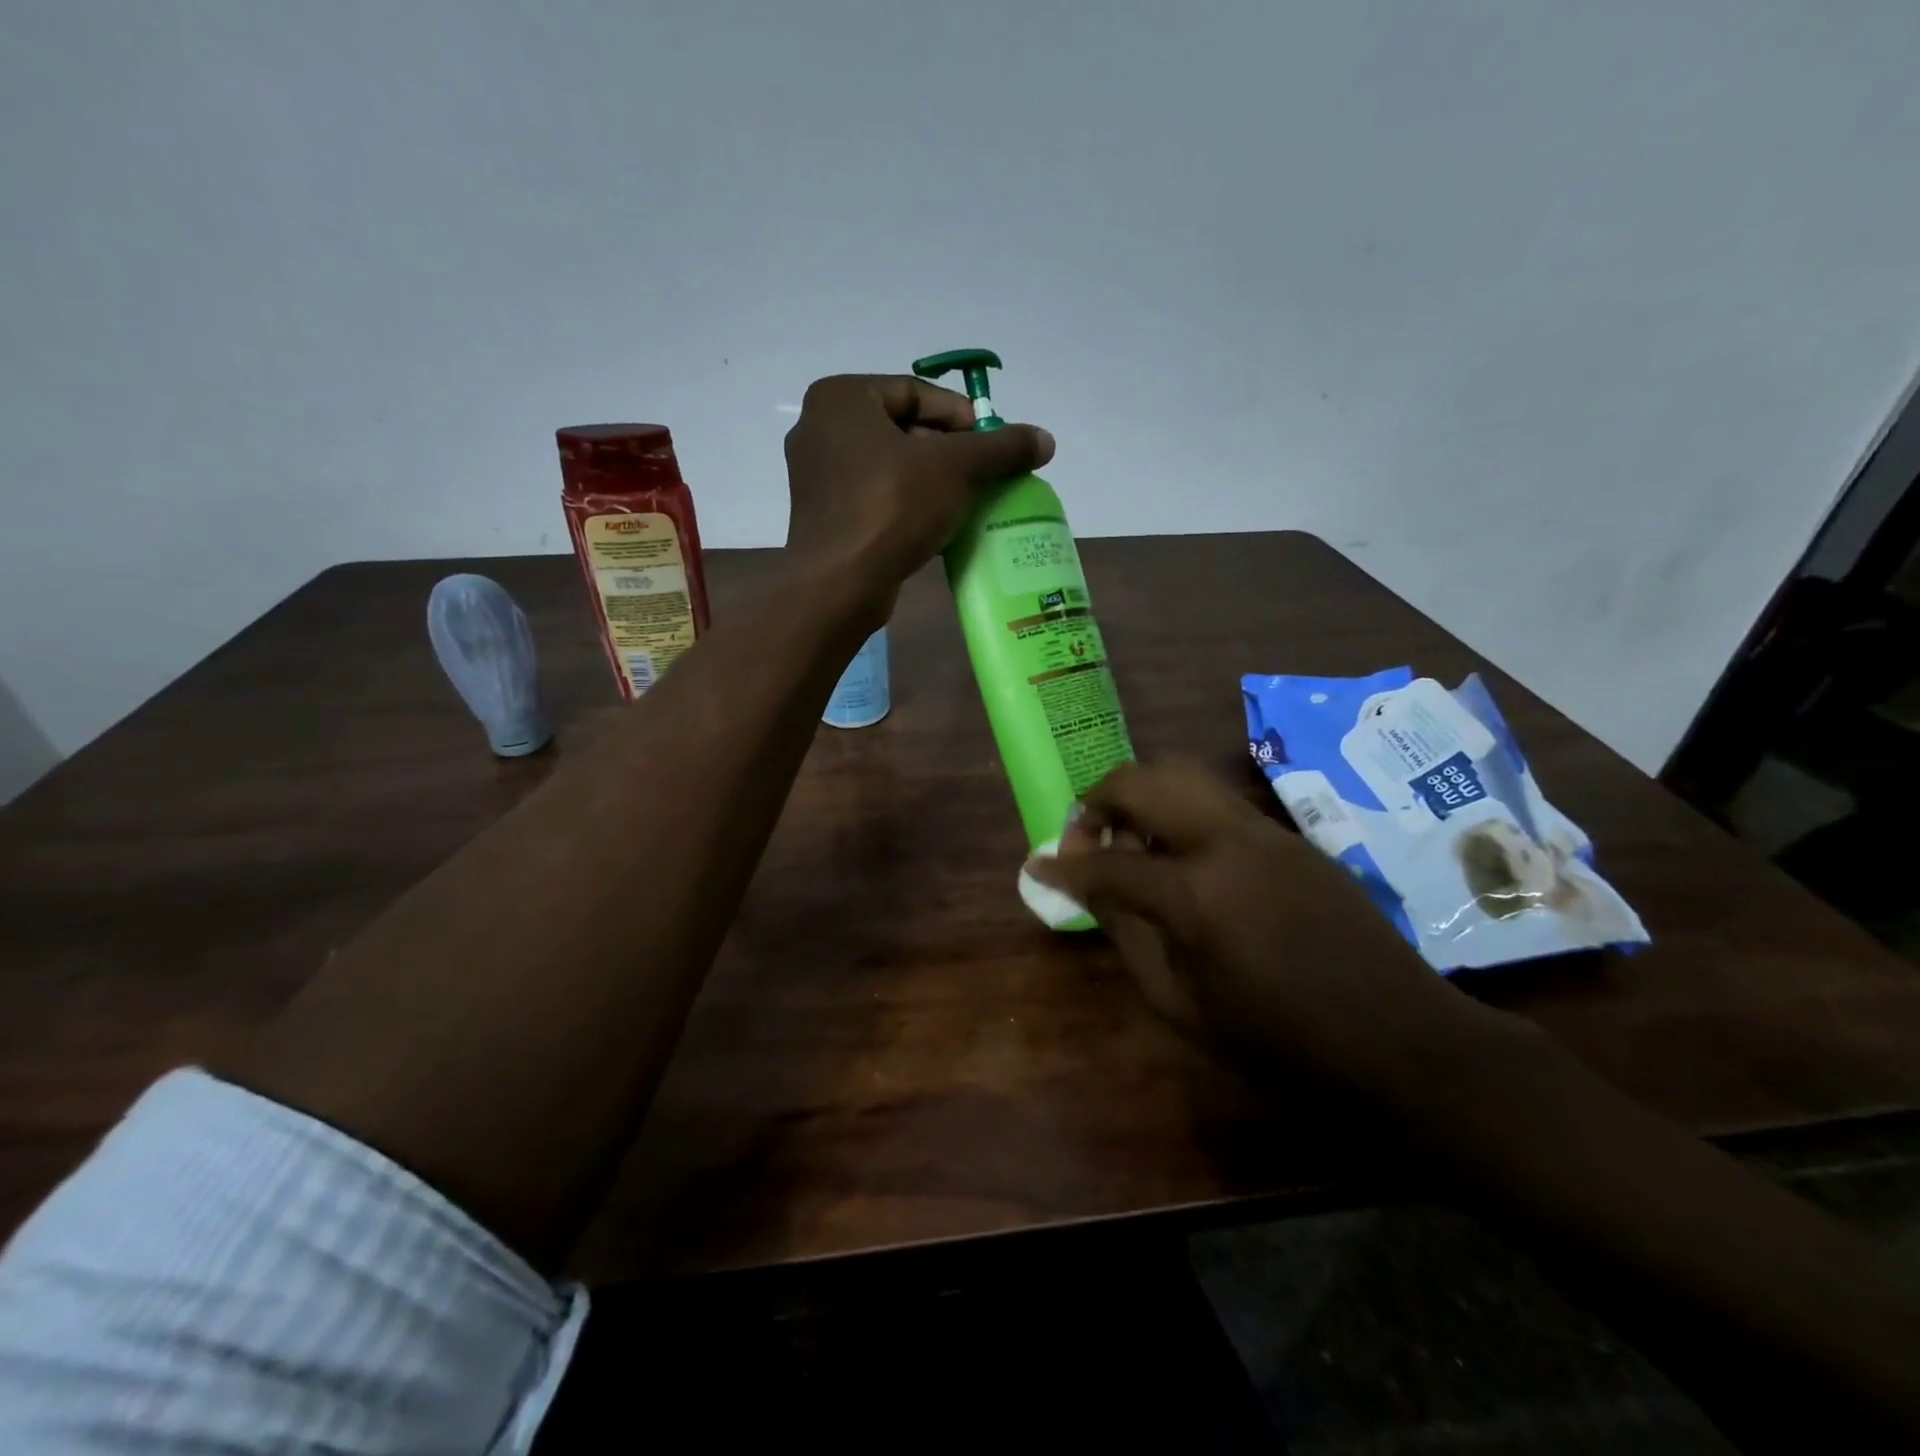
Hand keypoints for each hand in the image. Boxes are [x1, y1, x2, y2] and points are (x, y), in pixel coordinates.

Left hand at [782, 375, 1053, 605]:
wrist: (840, 584)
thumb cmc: (892, 507)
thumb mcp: (957, 468)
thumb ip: (1001, 447)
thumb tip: (1045, 439)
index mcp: (841, 398)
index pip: (915, 391)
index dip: (961, 416)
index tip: (992, 444)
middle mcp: (819, 428)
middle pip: (902, 428)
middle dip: (948, 451)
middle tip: (984, 474)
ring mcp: (817, 476)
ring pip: (889, 465)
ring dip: (932, 480)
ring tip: (968, 500)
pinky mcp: (824, 516)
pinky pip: (875, 497)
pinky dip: (908, 504)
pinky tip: (938, 525)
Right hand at [1029, 760, 1484, 1093]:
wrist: (1400, 1040)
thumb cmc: (1281, 1041)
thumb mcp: (1183, 1005)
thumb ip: (1127, 936)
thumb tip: (1088, 890)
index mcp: (1196, 895)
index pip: (1108, 865)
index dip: (1064, 866)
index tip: (1037, 866)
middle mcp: (1227, 842)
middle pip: (1143, 782)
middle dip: (1098, 799)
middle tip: (1083, 834)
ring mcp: (1264, 831)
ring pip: (1183, 775)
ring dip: (1140, 794)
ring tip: (1127, 835)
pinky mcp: (1289, 836)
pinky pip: (1216, 801)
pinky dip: (1178, 809)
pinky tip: (1178, 854)